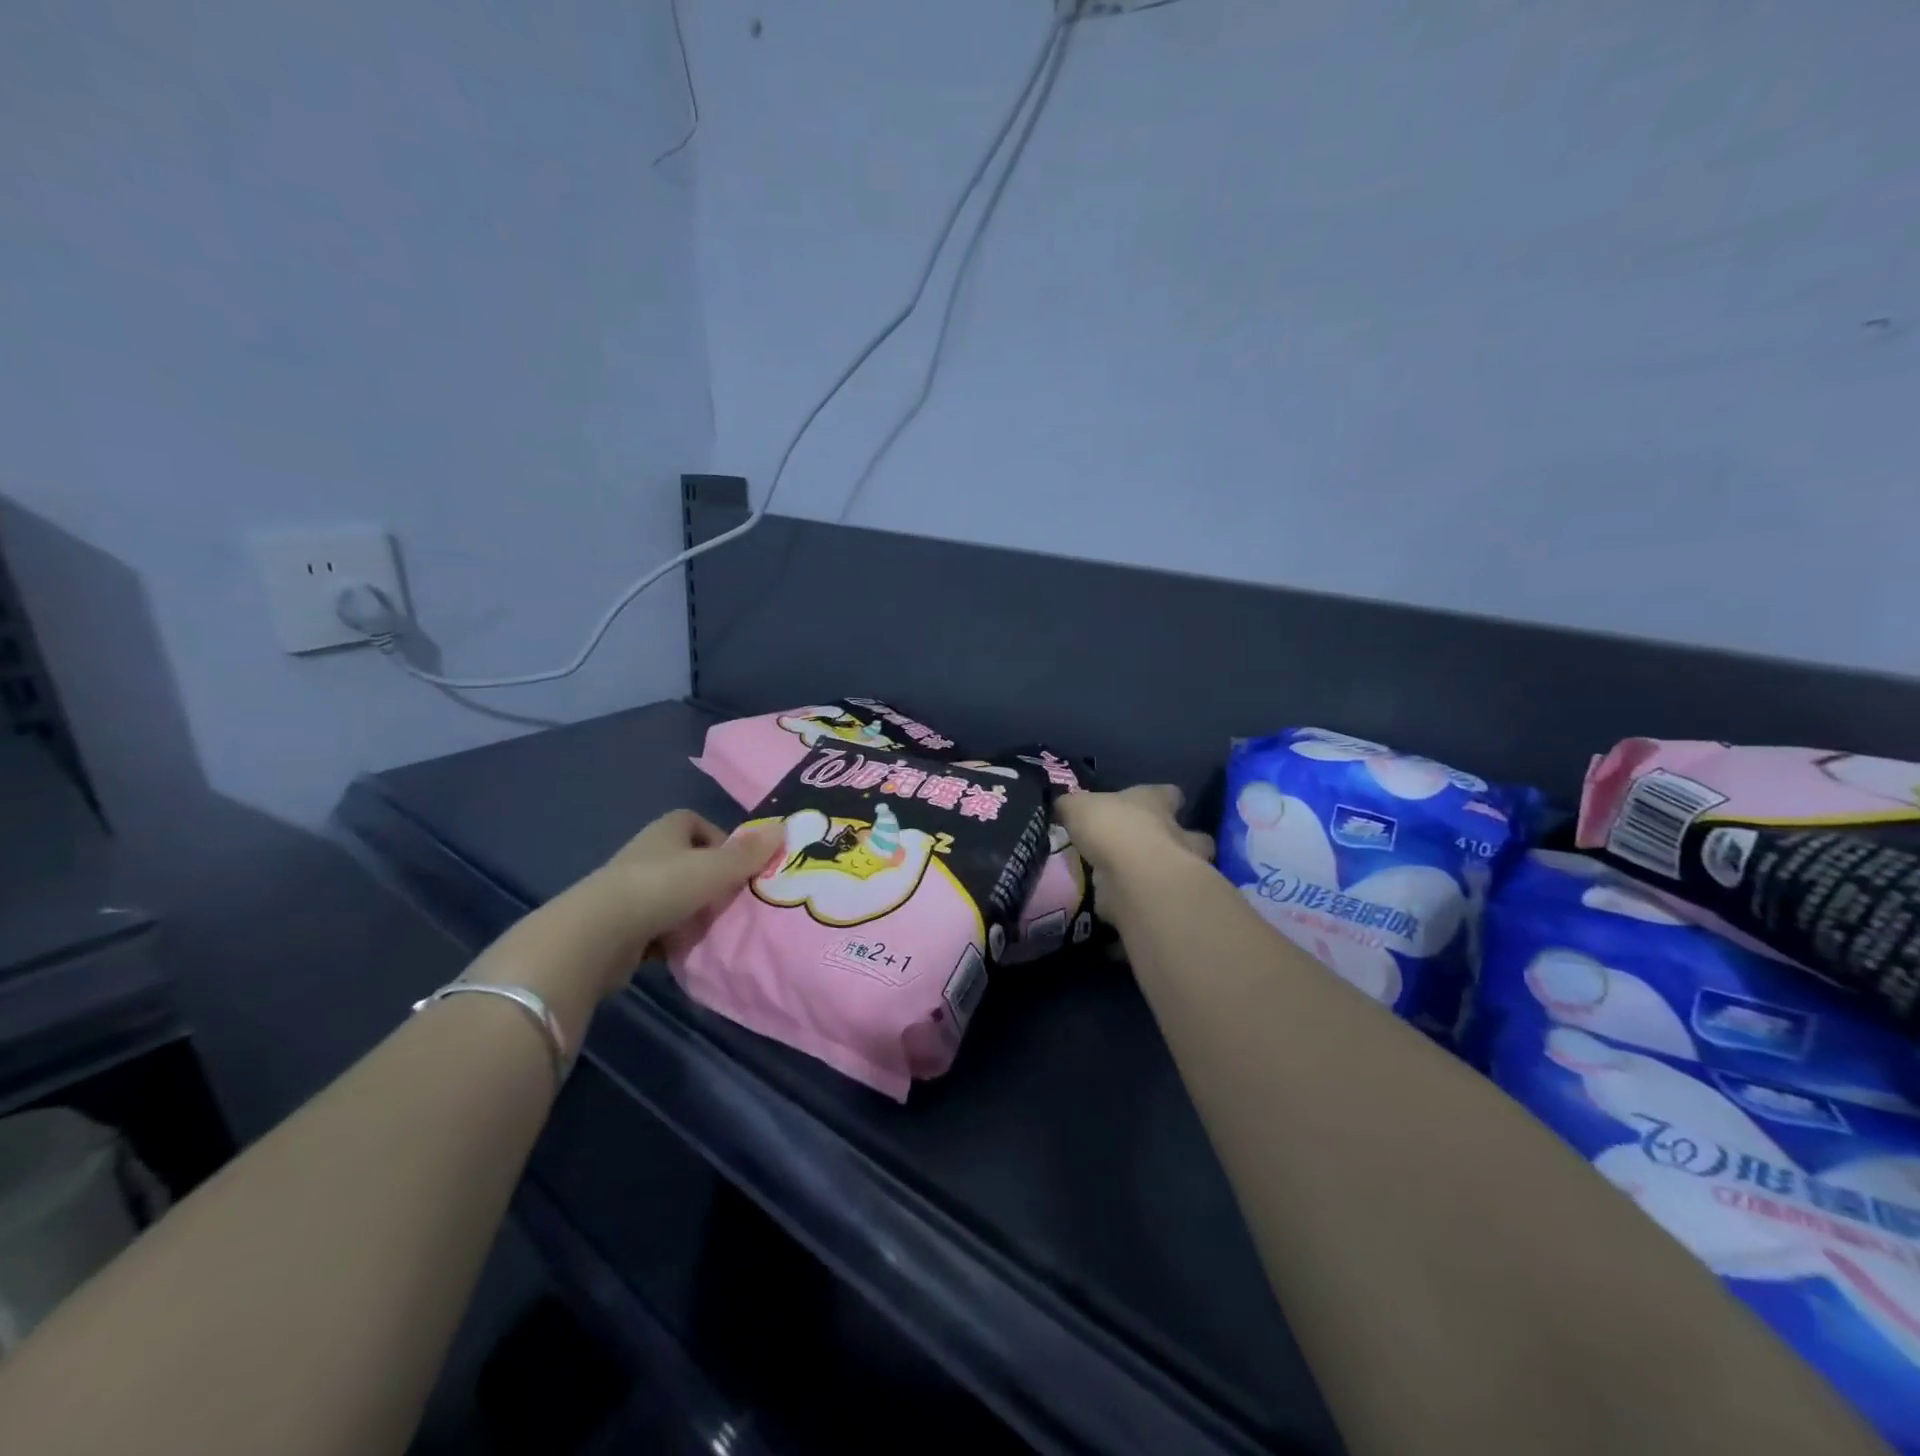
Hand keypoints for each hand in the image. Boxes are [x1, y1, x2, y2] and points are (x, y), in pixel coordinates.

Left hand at [593, 810, 784, 973]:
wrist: (597, 936)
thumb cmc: (662, 887)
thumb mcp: (716, 868)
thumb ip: (750, 853)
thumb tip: (784, 829)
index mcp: (665, 831)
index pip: (694, 822)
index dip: (718, 839)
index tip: (737, 864)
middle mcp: (646, 855)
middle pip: (686, 861)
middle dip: (710, 879)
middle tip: (735, 899)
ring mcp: (629, 891)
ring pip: (672, 895)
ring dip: (692, 910)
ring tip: (716, 928)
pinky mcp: (619, 926)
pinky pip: (656, 927)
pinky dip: (672, 937)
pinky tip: (688, 950)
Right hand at [1057, 785, 1214, 926]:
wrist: (1134, 877)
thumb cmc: (1111, 828)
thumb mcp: (1078, 807)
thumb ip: (1072, 807)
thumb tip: (1063, 808)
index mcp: (1156, 802)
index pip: (1169, 794)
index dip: (1162, 798)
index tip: (1149, 805)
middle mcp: (1176, 832)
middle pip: (1192, 834)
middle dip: (1177, 840)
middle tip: (1149, 849)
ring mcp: (1179, 869)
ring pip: (1183, 869)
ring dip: (1165, 874)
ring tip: (1136, 880)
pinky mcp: (1169, 899)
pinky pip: (1157, 899)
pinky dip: (1142, 903)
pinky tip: (1121, 906)